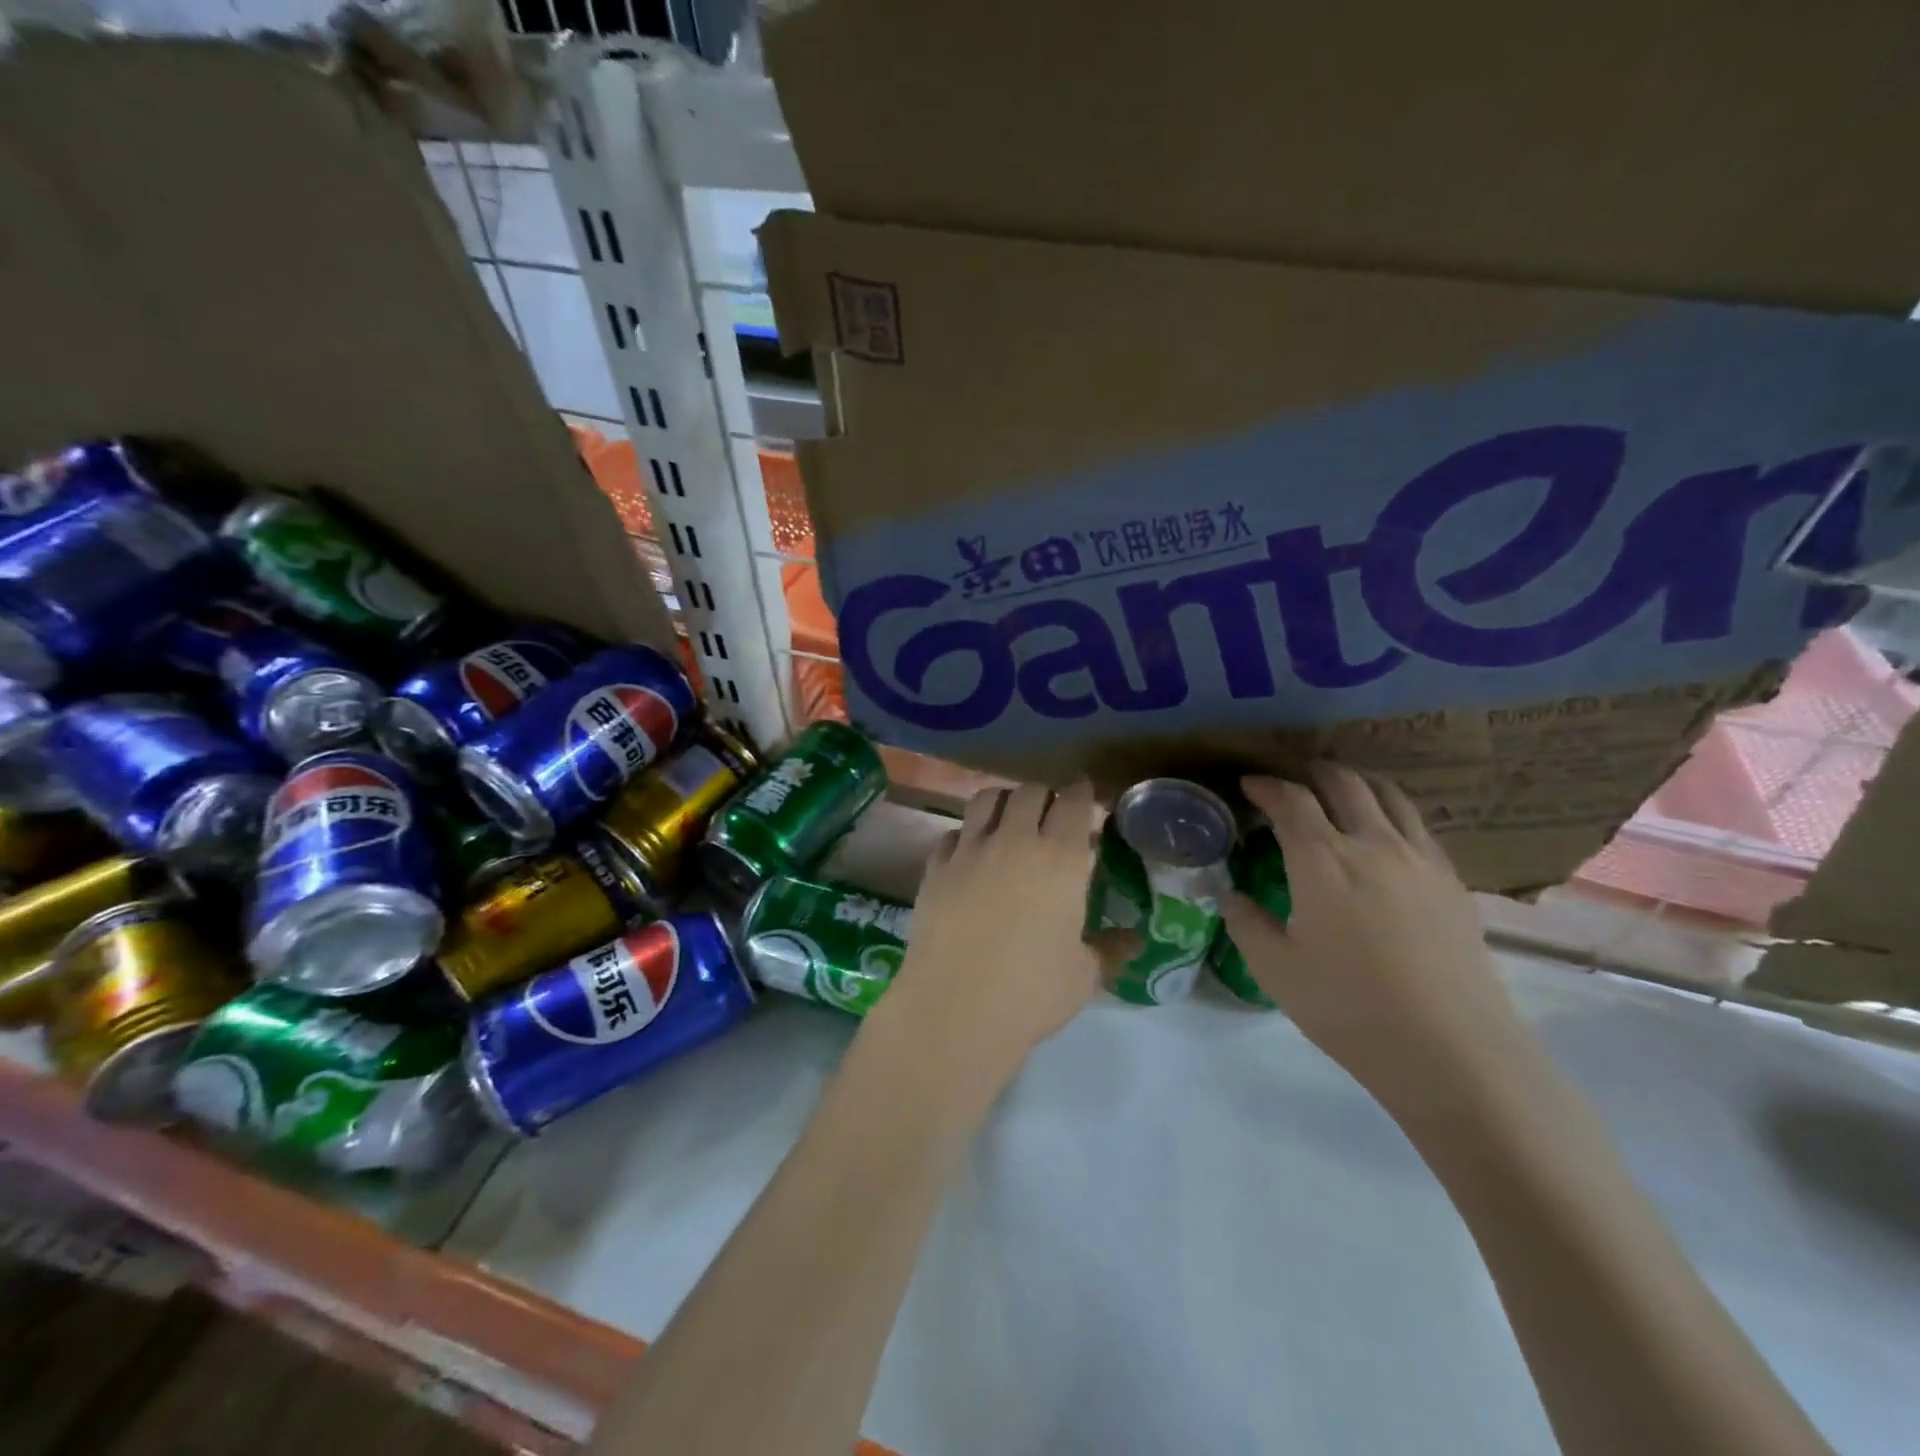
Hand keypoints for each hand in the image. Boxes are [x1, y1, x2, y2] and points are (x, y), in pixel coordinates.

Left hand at [873, 780, 1117, 1102]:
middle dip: (1046, 795)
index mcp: (1059, 858)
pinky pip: (952, 833)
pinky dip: (967, 834)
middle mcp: (1014, 841)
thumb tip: (1135, 940)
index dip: (1082, 793)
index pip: (1074, 802)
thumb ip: (1110, 950)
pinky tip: (971, 854)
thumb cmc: (1030, 993)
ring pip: (987, 799)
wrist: (954, 1010)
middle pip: (1030, 792)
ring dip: (1005, 802)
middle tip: (1052, 813)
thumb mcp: (1083, 976)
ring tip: (1011, 821)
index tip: (1087, 795)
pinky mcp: (934, 867)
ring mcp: (969, 850)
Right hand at [1222, 765, 1534, 1117]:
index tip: (1248, 784)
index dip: (1266, 785)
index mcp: (1322, 860)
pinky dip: (1390, 814)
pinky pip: (1417, 826)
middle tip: (1292, 782)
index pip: (1290, 800)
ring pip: (1389, 795)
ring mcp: (1420, 859)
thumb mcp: (1275, 969)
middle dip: (1312, 772)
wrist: (1450, 1050)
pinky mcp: (1452, 881)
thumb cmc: (1349, 1007)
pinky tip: (1383, 839)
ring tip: (1339, 794)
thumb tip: (1232, 895)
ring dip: (1357, 784)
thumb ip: (1246, 923)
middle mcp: (1373, 844)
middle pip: (1344, 782)